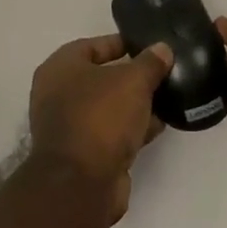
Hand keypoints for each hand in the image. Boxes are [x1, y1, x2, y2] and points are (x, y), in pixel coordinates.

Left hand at [27, 34, 171, 222]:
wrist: (82, 184)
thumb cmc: (101, 117)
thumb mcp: (132, 81)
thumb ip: (150, 63)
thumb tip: (162, 49)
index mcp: (60, 68)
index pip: (93, 45)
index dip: (122, 43)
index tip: (149, 46)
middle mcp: (58, 94)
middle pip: (101, 78)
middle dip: (132, 76)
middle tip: (163, 73)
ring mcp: (69, 126)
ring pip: (108, 107)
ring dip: (135, 104)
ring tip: (168, 98)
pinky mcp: (83, 154)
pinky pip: (111, 132)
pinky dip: (132, 128)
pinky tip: (158, 126)